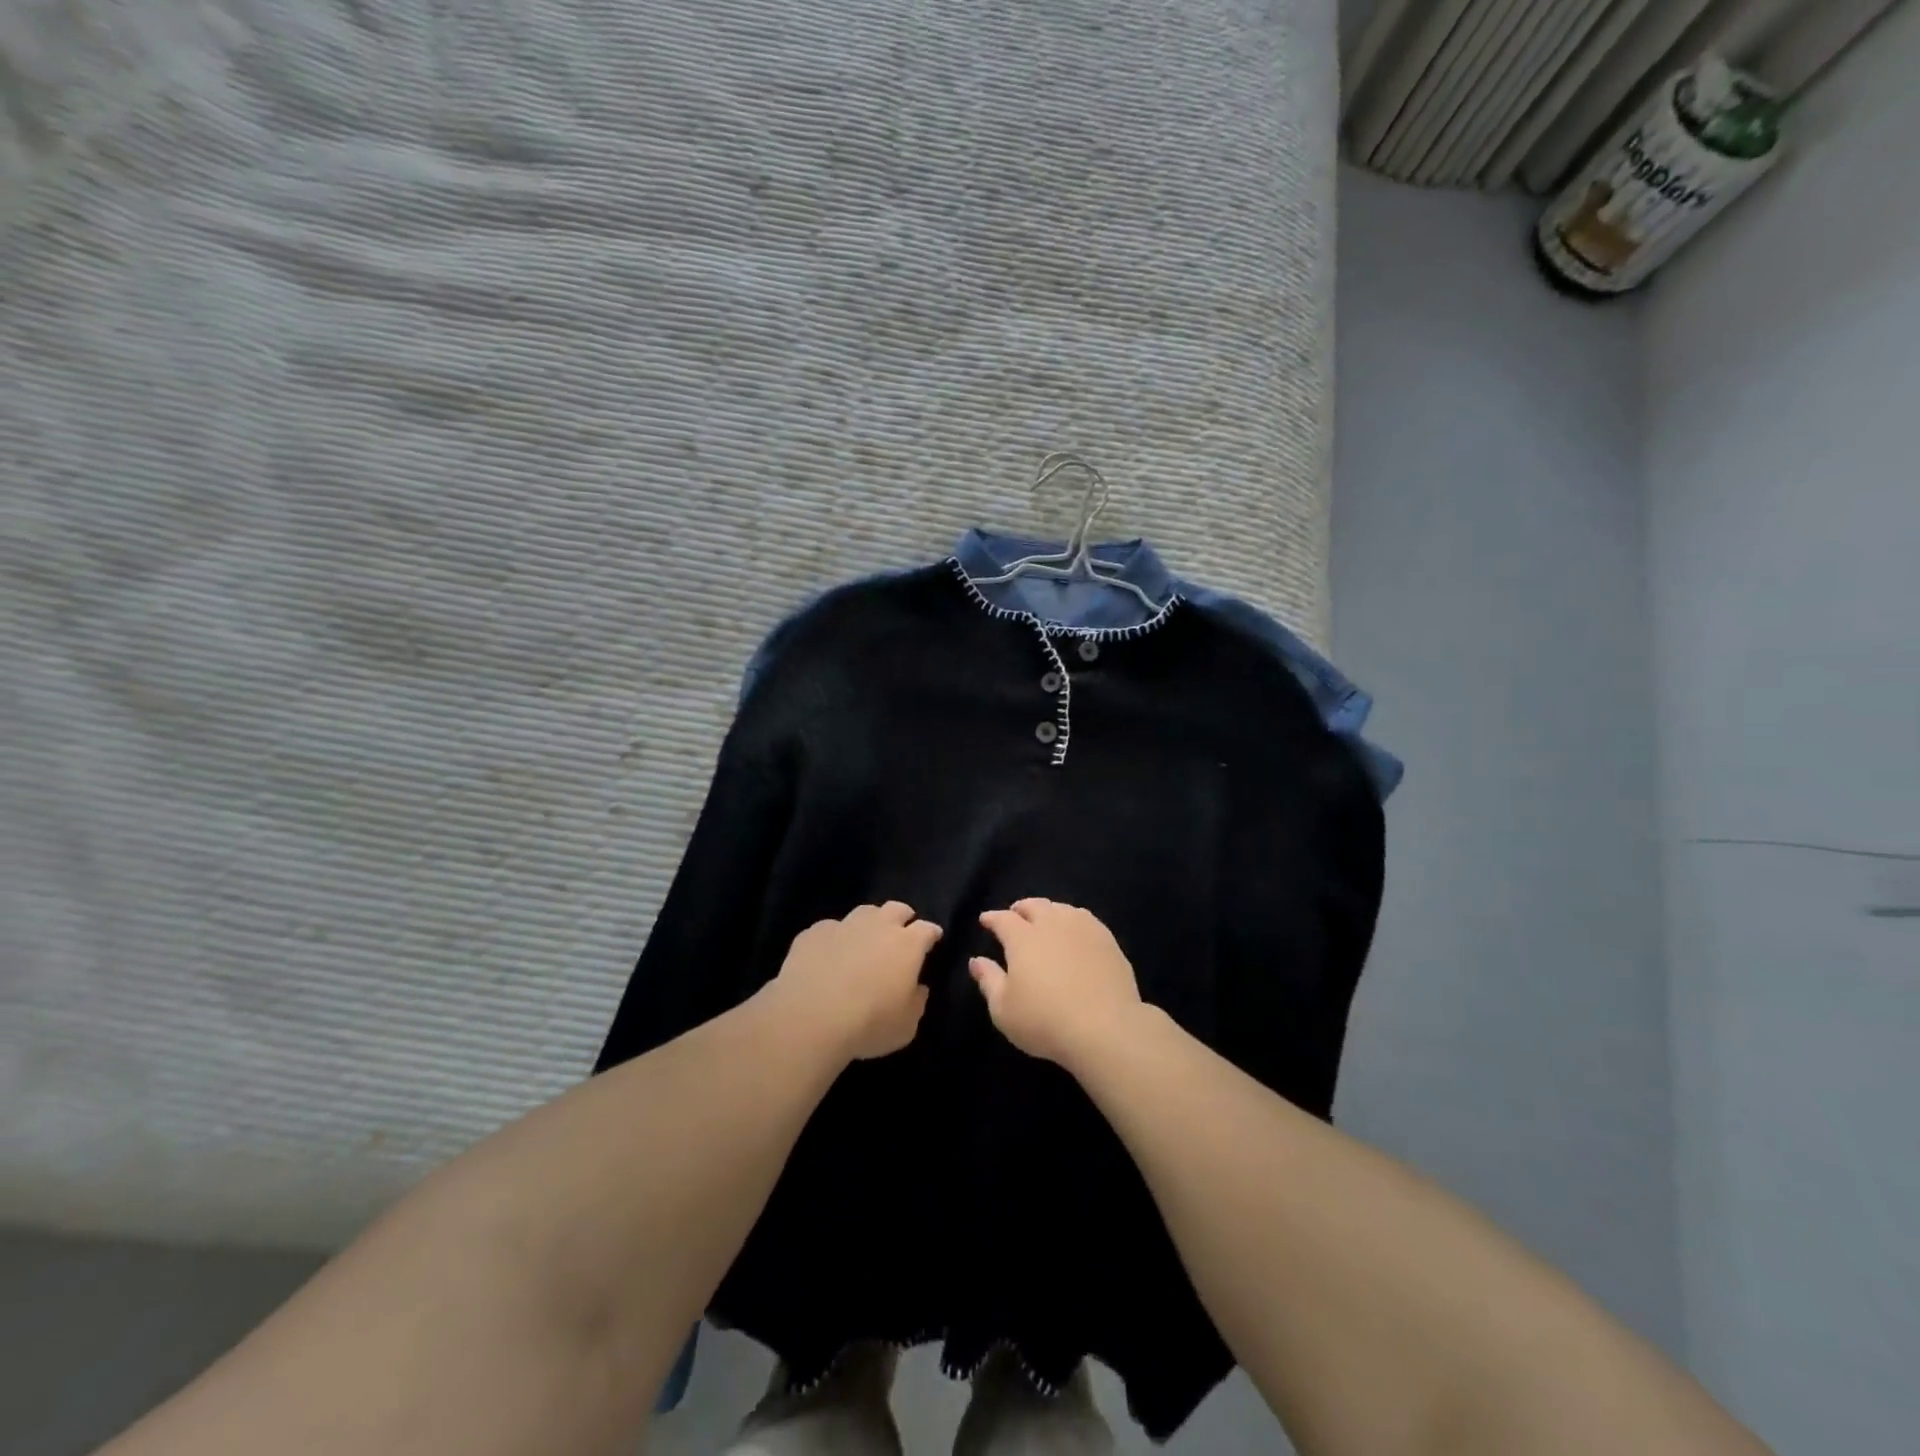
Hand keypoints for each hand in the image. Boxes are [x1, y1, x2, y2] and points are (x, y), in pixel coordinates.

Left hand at [771, 902, 941, 1061]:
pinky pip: (830, 928)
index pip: (927, 929)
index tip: (934, 939)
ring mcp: (844, 926)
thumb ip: (917, 1002)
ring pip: (864, 912)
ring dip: (870, 922)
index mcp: (907, 945)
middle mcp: (878, 926)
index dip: (932, 933)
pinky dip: (835, 938)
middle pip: (896, 909)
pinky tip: (829, 954)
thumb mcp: (906, 1026)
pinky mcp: (813, 933)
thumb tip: (918, 988)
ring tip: (865, 939)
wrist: (809, 1017)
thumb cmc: (868, 1024)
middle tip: (901, 933)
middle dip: (903, 917)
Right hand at [971, 899, 1143, 1067]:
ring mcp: (1083, 928)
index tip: (985, 920)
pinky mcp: (1107, 940)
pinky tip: (1075, 932)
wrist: (1105, 1028)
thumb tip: (976, 960)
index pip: (1003, 919)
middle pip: (1034, 906)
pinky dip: (1073, 920)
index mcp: (1023, 937)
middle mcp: (1052, 924)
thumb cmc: (1045, 1021)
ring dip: (1048, 911)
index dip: (992, 918)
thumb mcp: (1003, 1009)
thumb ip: (988, 980)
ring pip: (1061, 909)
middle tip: (1015, 915)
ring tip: (1045, 920)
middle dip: (1021, 908)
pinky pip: (1085, 919)